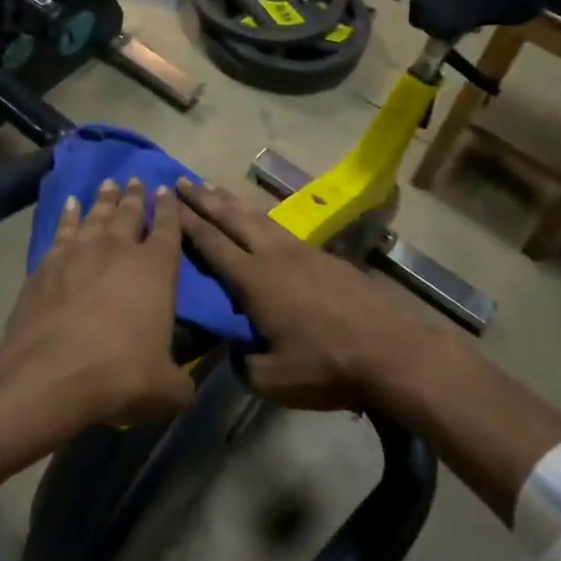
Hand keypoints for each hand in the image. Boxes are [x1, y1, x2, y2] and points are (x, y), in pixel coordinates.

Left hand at [0, 177, 192, 431]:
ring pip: (96, 214)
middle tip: (137, 180)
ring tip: (109, 183)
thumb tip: (185, 389)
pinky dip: (68, 215)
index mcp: (156, 269)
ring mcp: (79, 252)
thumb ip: (180, 383)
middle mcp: (119, 250)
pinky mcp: (47, 263)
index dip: (170, 209)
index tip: (167, 190)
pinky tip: (69, 206)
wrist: (50, 372)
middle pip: (130, 213)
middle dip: (136, 195)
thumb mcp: (166, 390)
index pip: (169, 228)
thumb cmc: (119, 374)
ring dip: (105, 198)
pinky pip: (62, 229)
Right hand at [174, 180, 423, 410]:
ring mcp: (303, 252)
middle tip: (183, 181)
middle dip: (205, 199)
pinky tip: (262, 223)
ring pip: (260, 218)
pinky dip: (262, 219)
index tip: (169, 201)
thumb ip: (243, 363)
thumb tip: (236, 352)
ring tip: (215, 190)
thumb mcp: (272, 379)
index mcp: (254, 280)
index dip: (188, 222)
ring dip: (233, 203)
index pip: (212, 244)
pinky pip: (282, 229)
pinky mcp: (326, 257)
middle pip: (233, 218)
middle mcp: (274, 256)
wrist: (391, 351)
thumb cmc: (326, 366)